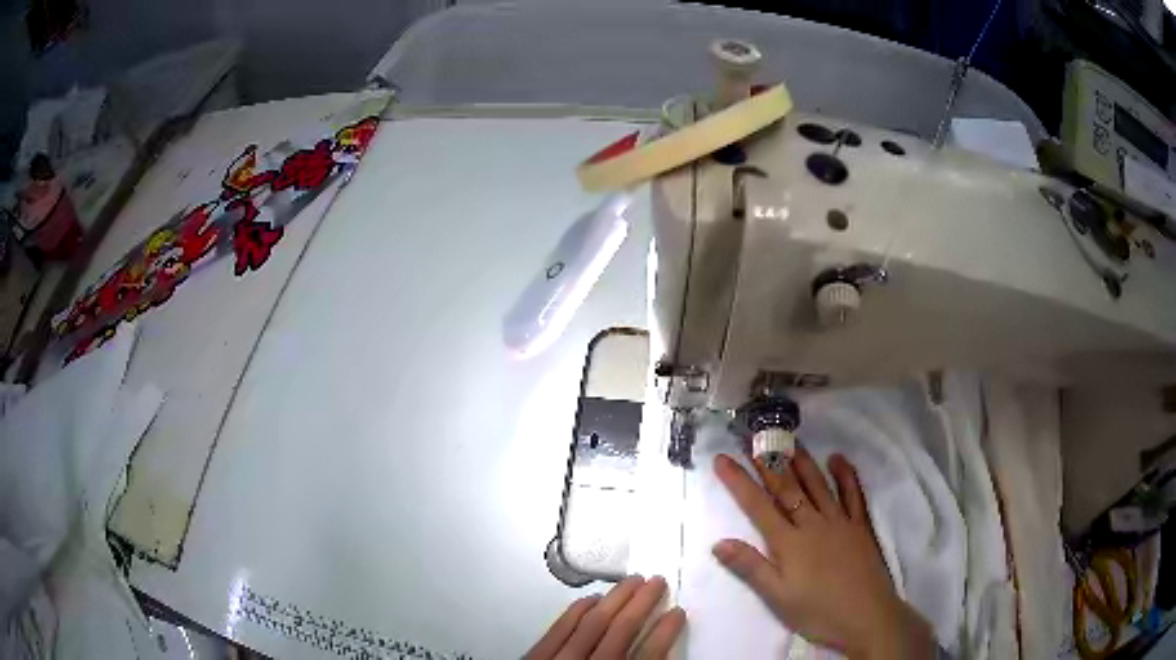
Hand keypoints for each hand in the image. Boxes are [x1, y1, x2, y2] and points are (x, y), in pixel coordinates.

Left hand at [524, 576, 685, 659]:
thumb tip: (660, 656)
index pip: (647, 657)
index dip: (665, 633)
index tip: (678, 612)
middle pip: (620, 632)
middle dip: (642, 604)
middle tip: (658, 582)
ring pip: (591, 624)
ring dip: (614, 599)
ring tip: (633, 581)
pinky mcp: (534, 658)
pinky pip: (558, 629)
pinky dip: (576, 611)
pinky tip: (591, 599)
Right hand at [712, 448, 933, 659]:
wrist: (867, 616)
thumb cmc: (818, 612)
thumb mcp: (778, 598)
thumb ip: (750, 568)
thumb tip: (718, 542)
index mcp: (790, 543)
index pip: (758, 506)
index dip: (739, 482)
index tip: (722, 459)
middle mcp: (813, 524)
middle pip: (787, 488)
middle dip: (767, 462)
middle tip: (753, 437)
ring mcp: (840, 521)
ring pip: (818, 484)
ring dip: (801, 460)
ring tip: (788, 440)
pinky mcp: (860, 526)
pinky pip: (852, 493)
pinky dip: (845, 474)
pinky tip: (837, 459)